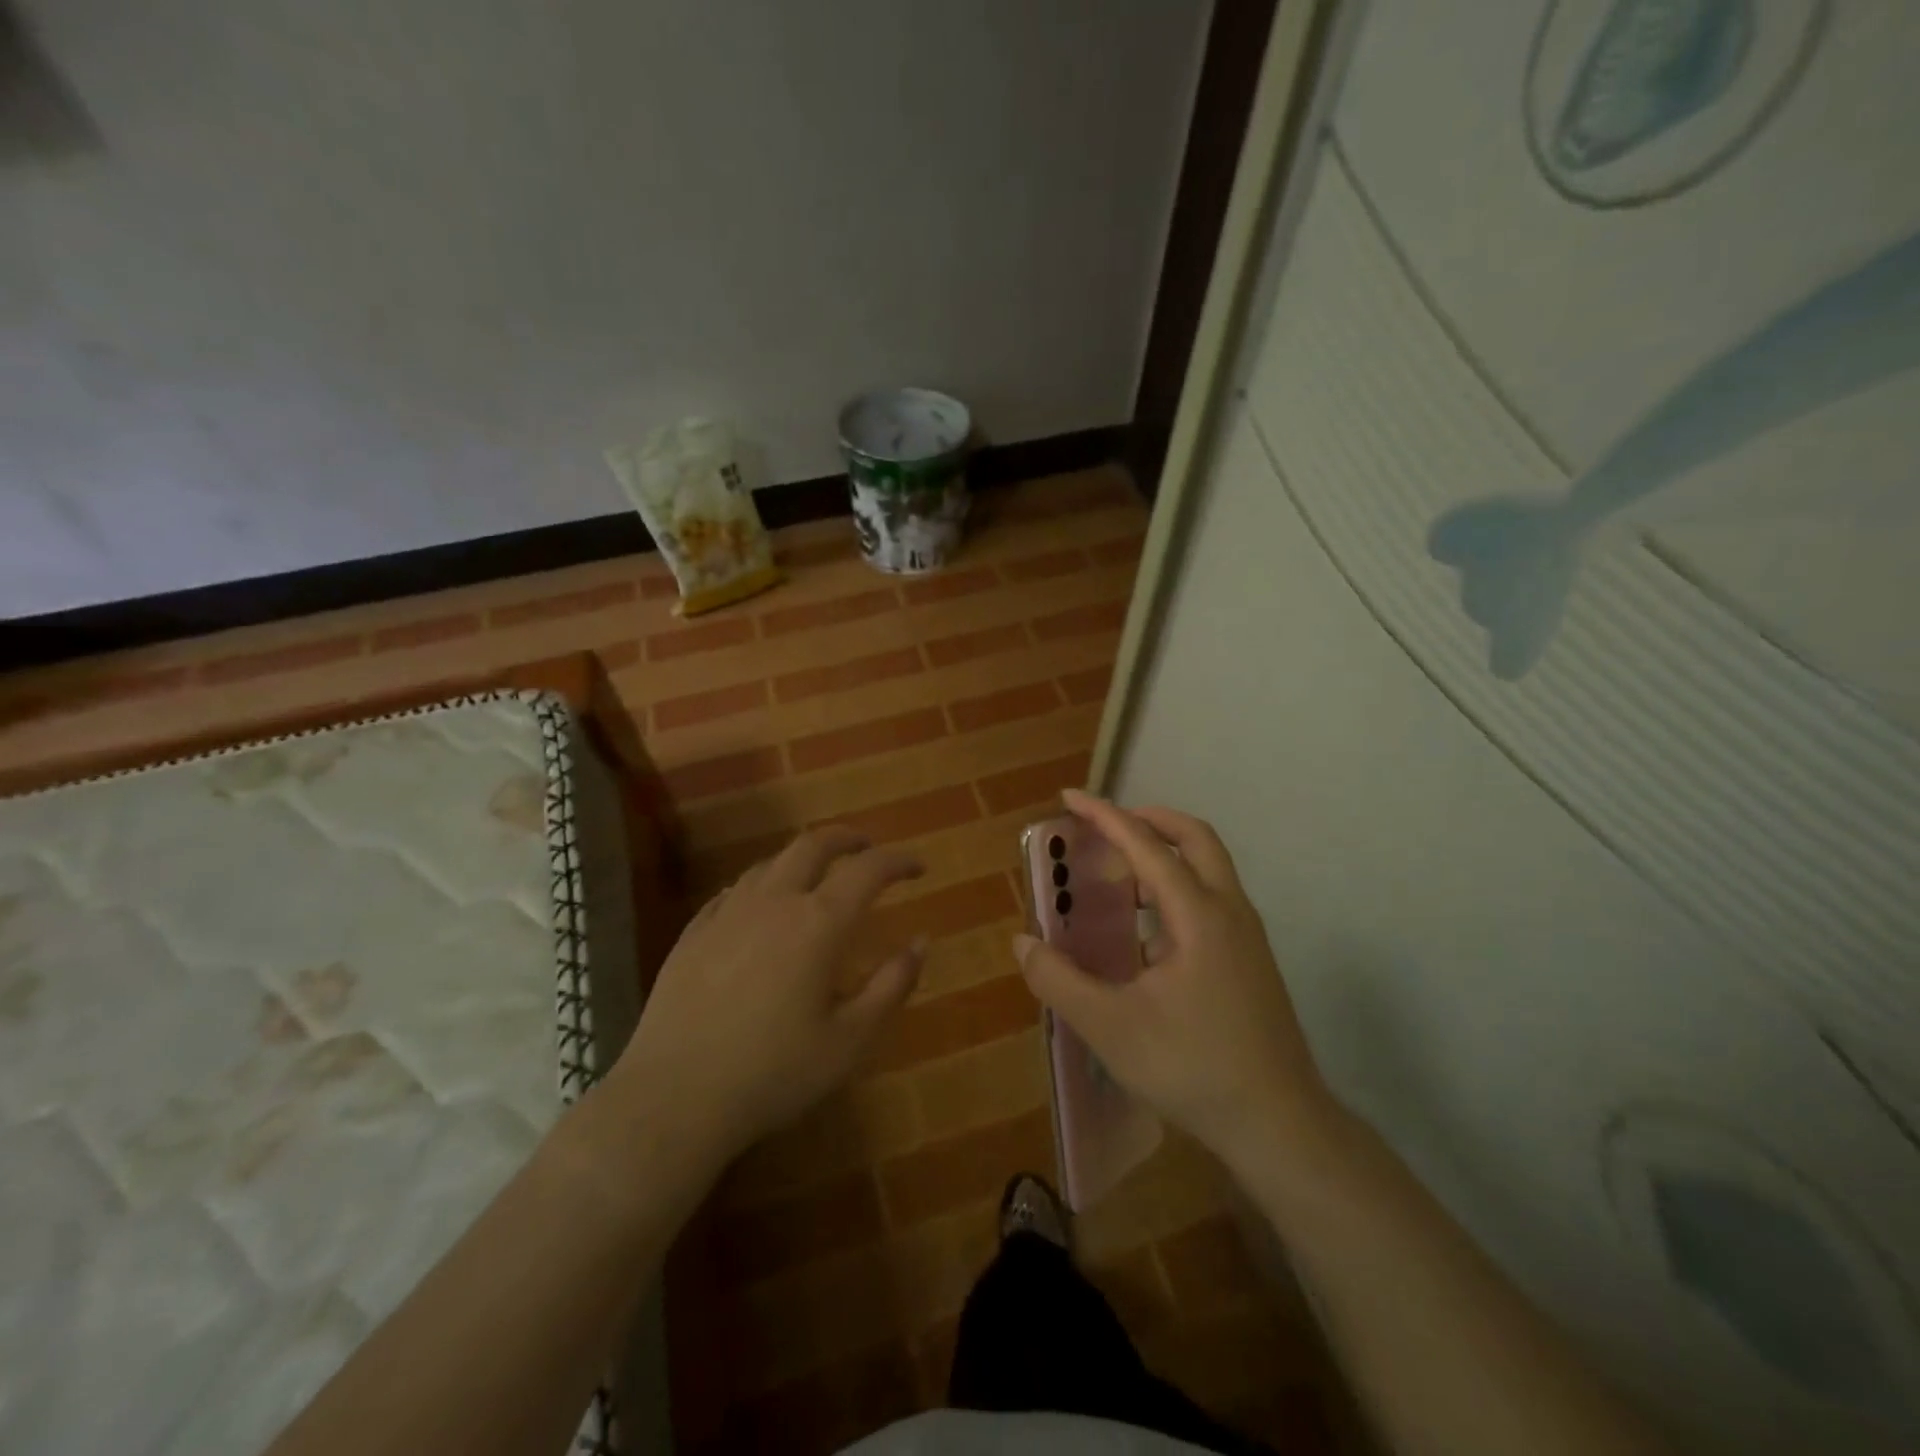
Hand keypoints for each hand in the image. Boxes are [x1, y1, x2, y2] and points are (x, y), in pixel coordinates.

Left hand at [607, 827, 925, 1169]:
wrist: (674, 1098)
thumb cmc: (774, 1073)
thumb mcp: (851, 1040)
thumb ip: (892, 986)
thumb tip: (921, 942)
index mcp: (818, 923)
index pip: (868, 870)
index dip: (897, 862)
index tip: (917, 867)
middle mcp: (773, 903)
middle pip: (813, 845)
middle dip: (847, 838)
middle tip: (867, 846)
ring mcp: (727, 914)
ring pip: (770, 863)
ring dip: (802, 858)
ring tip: (817, 874)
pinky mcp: (693, 934)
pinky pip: (733, 891)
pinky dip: (760, 886)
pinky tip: (759, 905)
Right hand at [1014, 790, 1341, 1173]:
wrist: (1280, 1124)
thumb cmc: (1192, 1068)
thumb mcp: (1110, 1028)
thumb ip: (1059, 981)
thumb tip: (1024, 943)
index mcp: (1198, 915)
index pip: (1146, 845)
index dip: (1105, 816)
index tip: (1070, 798)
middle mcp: (1229, 912)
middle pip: (1195, 838)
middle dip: (1149, 820)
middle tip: (1107, 826)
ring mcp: (1246, 936)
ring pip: (1209, 868)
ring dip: (1165, 855)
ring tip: (1119, 877)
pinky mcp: (1251, 961)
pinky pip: (1211, 900)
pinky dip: (1176, 890)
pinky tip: (1146, 935)